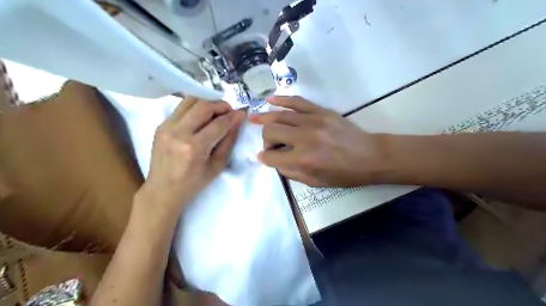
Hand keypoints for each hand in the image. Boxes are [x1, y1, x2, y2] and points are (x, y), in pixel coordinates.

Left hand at [139, 97, 245, 212]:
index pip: (218, 124)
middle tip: (229, 111)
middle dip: (220, 105)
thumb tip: (238, 120)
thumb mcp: (218, 165)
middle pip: (203, 106)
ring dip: (207, 103)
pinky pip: (181, 108)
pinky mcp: (160, 125)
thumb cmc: (194, 182)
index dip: (233, 116)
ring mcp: (166, 127)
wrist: (163, 189)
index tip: (242, 113)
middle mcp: (178, 133)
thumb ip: (229, 140)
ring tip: (216, 112)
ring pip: (190, 101)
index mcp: (194, 148)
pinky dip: (194, 108)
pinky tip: (201, 117)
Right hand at [249, 95, 387, 185]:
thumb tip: (274, 160)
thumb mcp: (315, 182)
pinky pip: (296, 101)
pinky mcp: (321, 111)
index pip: (271, 156)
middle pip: (270, 132)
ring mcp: (313, 121)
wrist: (369, 156)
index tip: (266, 157)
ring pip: (279, 116)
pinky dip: (281, 99)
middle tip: (273, 144)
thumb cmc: (343, 174)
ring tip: (253, 118)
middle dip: (266, 140)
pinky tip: (270, 100)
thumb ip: (291, 172)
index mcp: (303, 160)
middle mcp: (304, 138)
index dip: (265, 158)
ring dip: (265, 119)